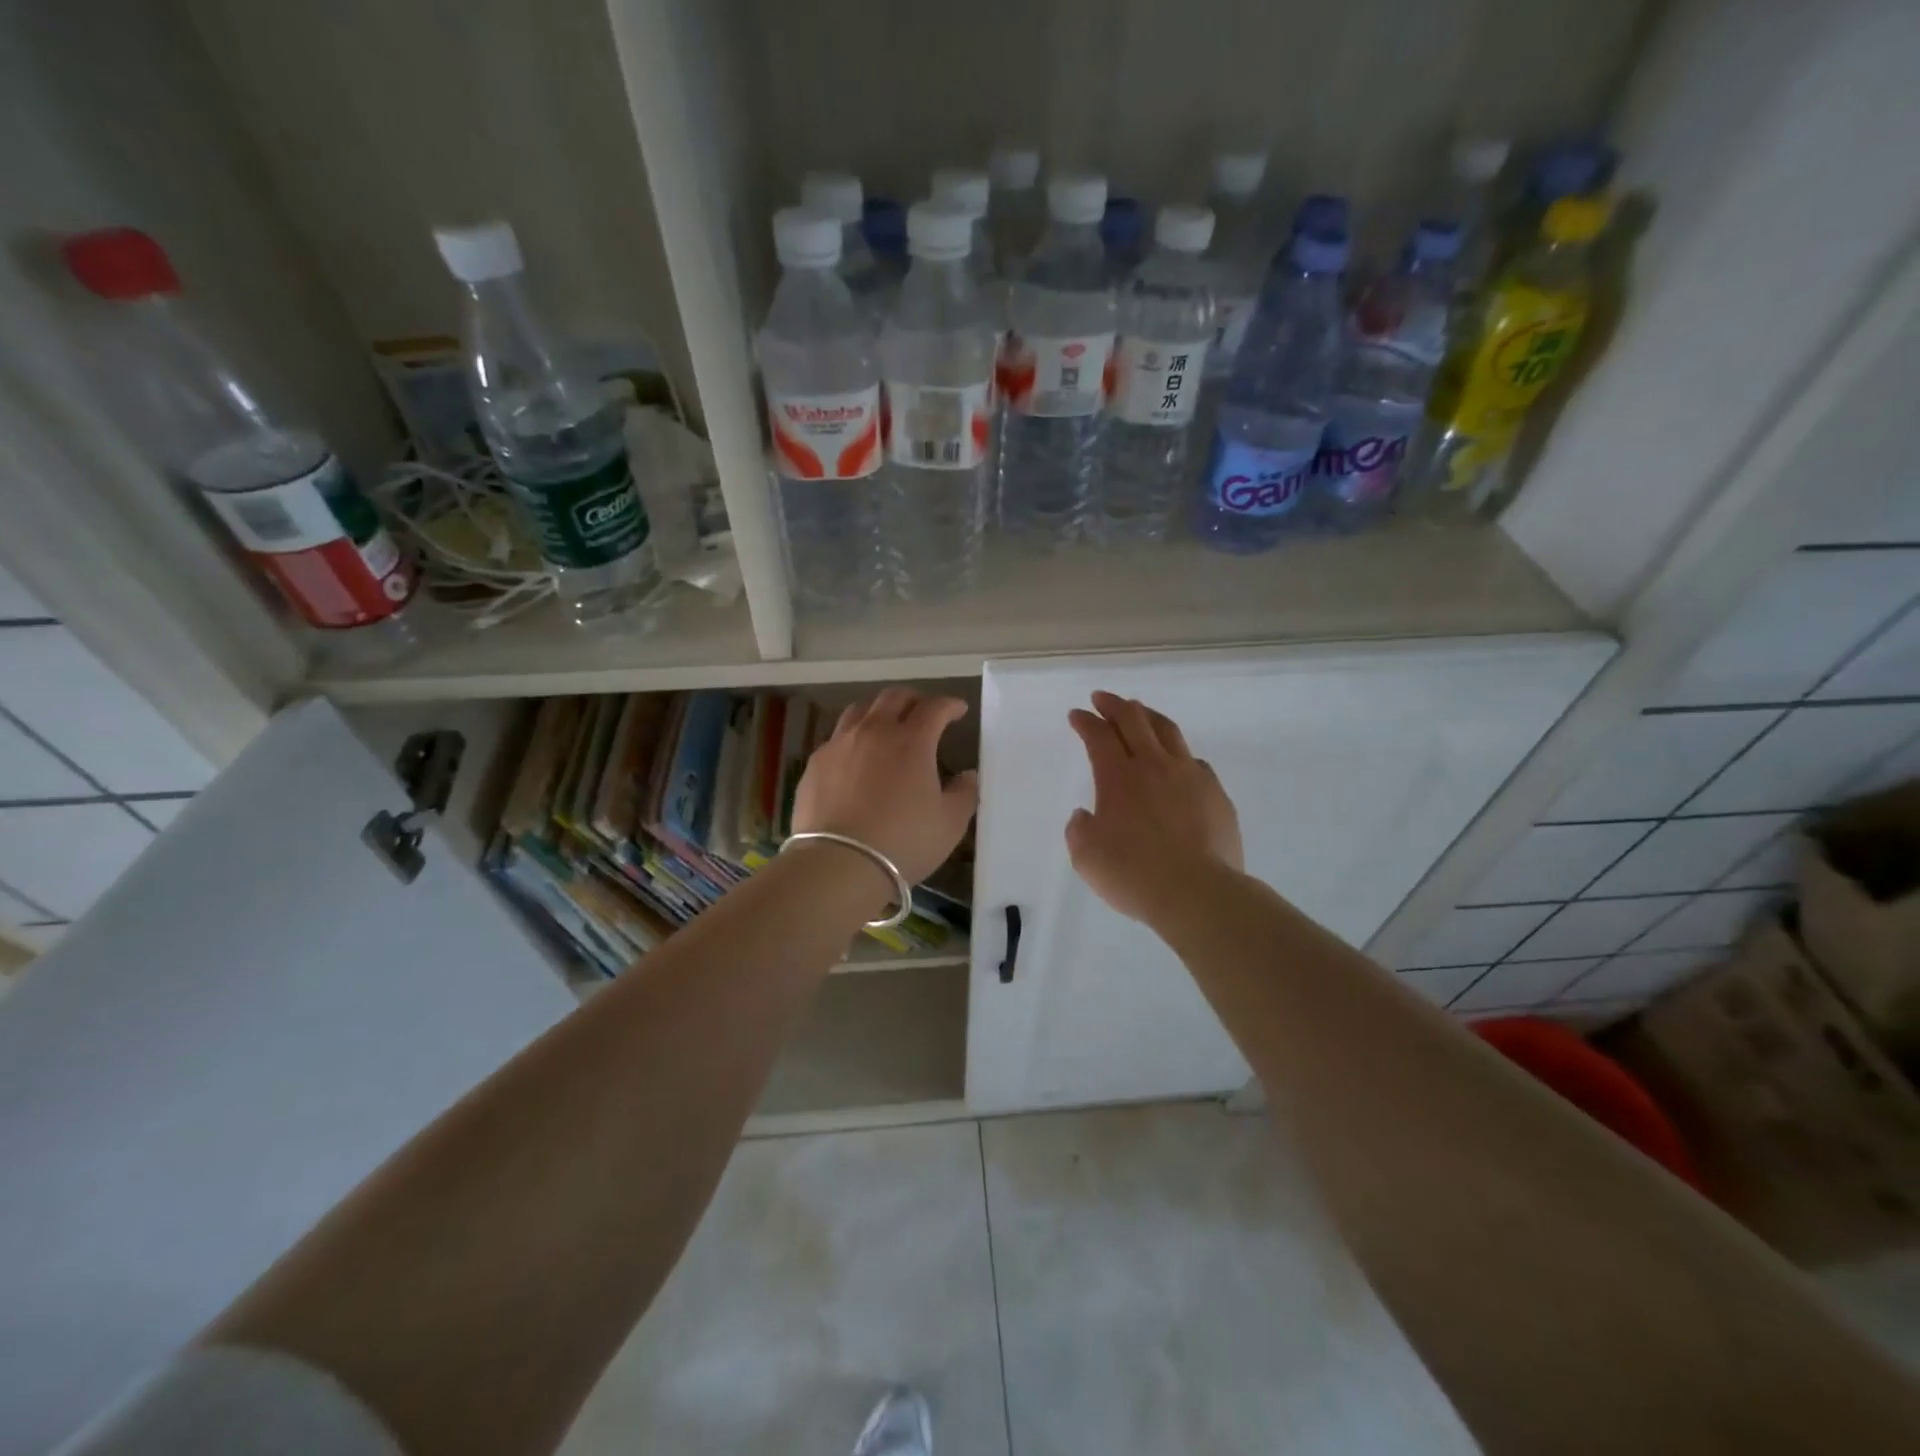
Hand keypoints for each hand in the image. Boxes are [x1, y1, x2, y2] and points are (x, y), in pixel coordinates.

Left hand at [793, 688, 978, 884]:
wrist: (838, 863)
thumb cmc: (903, 842)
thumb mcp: (950, 823)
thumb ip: (964, 794)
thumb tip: (967, 775)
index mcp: (912, 741)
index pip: (934, 708)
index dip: (949, 705)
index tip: (958, 710)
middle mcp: (874, 732)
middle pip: (894, 698)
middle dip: (914, 699)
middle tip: (924, 712)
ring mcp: (840, 744)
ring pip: (860, 710)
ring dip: (879, 711)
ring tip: (887, 725)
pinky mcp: (815, 763)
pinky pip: (837, 737)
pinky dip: (853, 737)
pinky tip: (856, 757)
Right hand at [1066, 690, 1243, 923]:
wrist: (1197, 893)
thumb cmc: (1133, 874)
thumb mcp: (1087, 857)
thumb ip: (1080, 830)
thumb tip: (1086, 816)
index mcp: (1118, 776)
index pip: (1098, 736)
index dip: (1085, 722)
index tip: (1076, 715)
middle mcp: (1154, 766)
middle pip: (1134, 720)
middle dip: (1114, 705)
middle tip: (1102, 698)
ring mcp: (1190, 776)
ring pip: (1168, 731)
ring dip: (1149, 717)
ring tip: (1140, 713)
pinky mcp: (1216, 794)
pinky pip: (1195, 762)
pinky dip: (1178, 754)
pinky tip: (1177, 763)